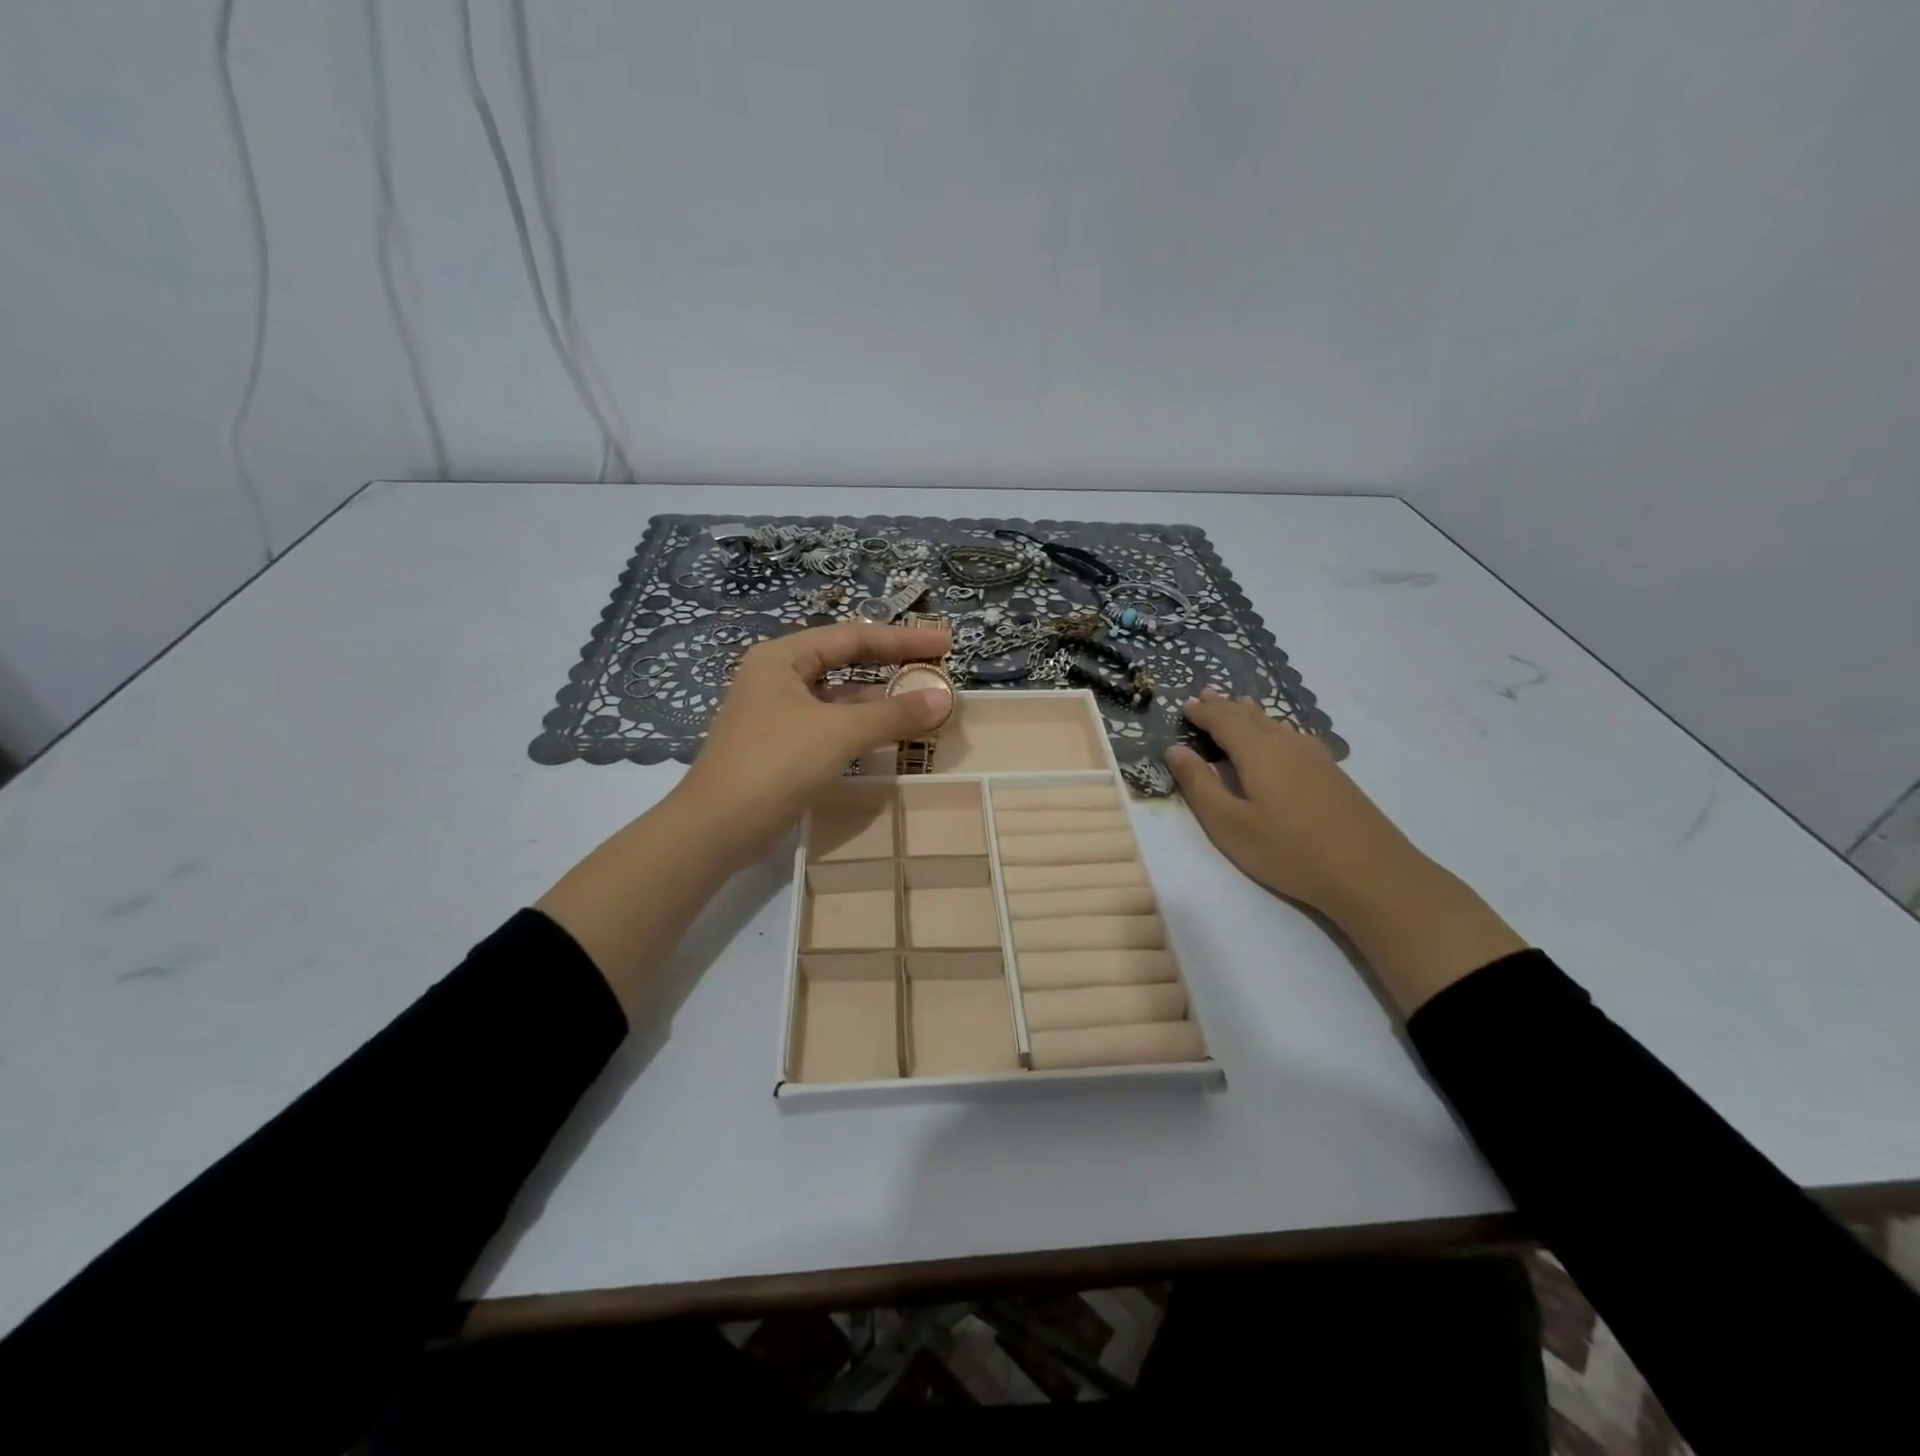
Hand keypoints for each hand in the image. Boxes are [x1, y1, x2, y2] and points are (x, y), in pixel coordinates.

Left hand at [674, 621, 952, 865]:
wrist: (717, 828)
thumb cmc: (775, 764)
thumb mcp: (839, 733)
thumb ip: (894, 714)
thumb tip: (944, 699)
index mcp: (782, 658)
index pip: (852, 636)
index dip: (902, 638)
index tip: (944, 643)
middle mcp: (777, 678)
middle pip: (845, 661)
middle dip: (891, 665)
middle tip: (935, 668)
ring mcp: (777, 713)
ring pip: (839, 697)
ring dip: (879, 700)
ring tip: (922, 703)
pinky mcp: (781, 746)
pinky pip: (831, 725)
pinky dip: (861, 727)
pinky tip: (889, 736)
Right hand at [1166, 690, 1421, 917]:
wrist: (1370, 873)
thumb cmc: (1288, 850)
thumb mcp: (1229, 824)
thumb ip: (1199, 785)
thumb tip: (1175, 749)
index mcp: (1258, 751)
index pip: (1223, 720)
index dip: (1202, 712)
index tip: (1184, 704)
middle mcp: (1287, 744)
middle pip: (1251, 716)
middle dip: (1225, 706)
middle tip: (1206, 694)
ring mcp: (1315, 757)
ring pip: (1275, 724)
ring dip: (1250, 714)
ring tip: (1238, 705)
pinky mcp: (1332, 773)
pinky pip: (1291, 736)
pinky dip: (1272, 728)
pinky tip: (1278, 738)